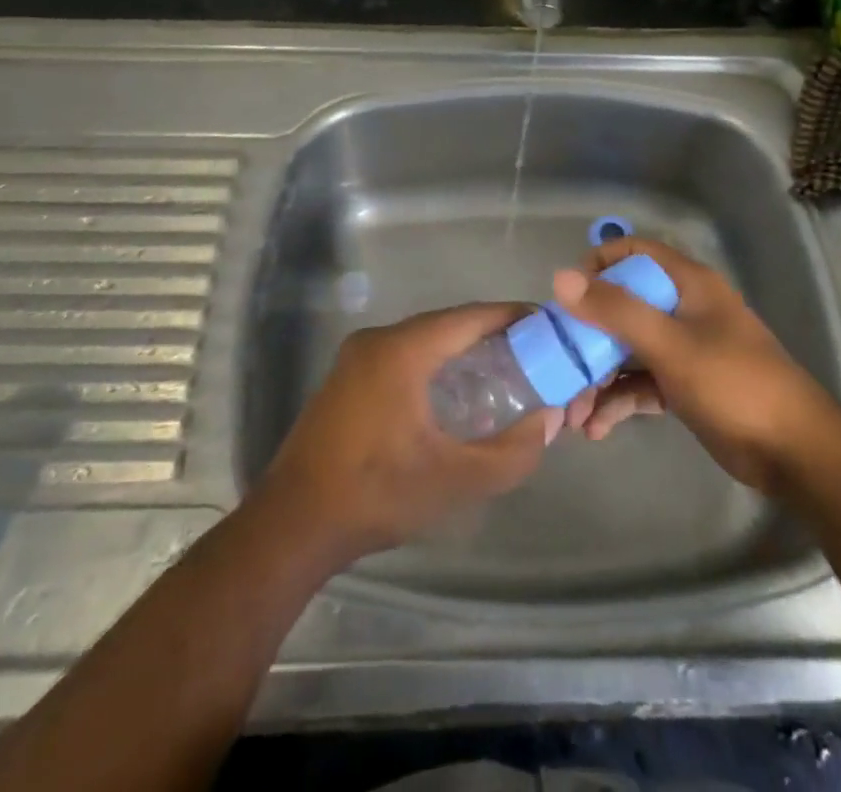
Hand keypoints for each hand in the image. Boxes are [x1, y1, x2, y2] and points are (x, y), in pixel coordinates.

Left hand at [255, 304, 562, 564]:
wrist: (293, 523)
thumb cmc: (376, 494)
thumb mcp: (454, 480)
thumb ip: (511, 452)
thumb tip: (547, 420)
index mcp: (403, 350)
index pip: (469, 317)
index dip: (511, 316)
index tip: (547, 325)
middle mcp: (379, 340)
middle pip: (447, 324)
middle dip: (491, 335)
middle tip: (532, 355)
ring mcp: (357, 356)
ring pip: (424, 339)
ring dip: (461, 350)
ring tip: (503, 372)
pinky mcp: (347, 377)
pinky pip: (403, 354)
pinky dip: (435, 363)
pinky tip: (455, 393)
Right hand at [554, 239, 831, 495]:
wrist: (795, 452)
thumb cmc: (733, 383)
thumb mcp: (670, 344)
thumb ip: (616, 310)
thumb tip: (560, 278)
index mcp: (687, 284)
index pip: (633, 252)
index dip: (598, 265)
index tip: (568, 296)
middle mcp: (683, 308)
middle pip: (623, 306)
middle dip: (588, 337)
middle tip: (560, 365)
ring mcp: (684, 348)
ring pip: (628, 350)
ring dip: (599, 378)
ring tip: (575, 414)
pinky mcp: (684, 385)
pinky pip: (641, 383)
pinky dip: (619, 401)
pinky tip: (597, 428)